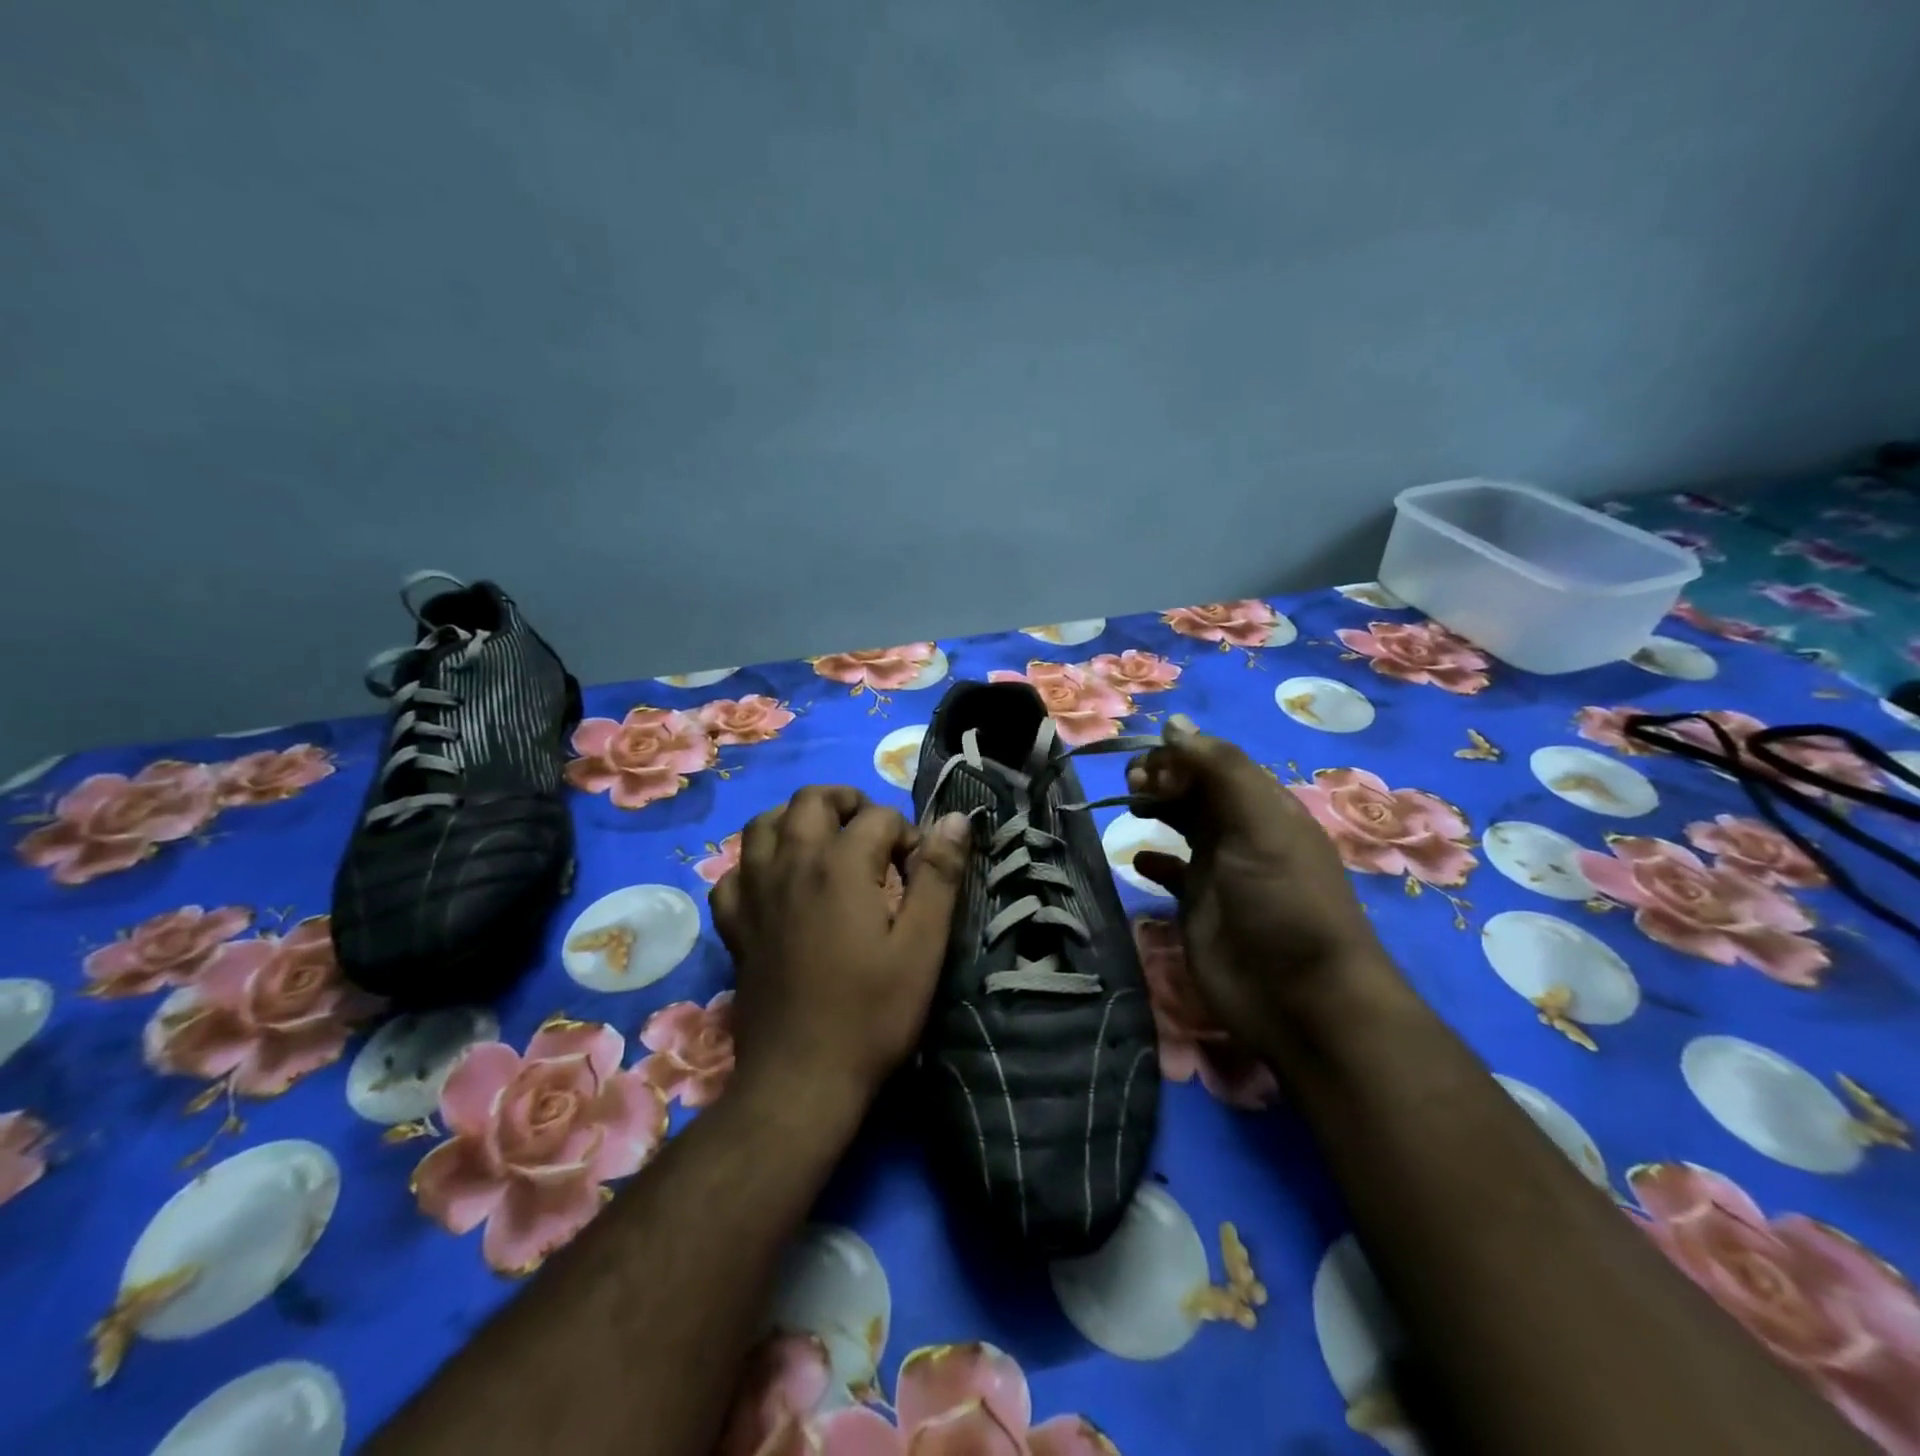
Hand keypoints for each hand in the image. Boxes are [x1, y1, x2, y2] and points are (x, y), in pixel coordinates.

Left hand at [710, 786, 970, 1109]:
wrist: (802, 1079)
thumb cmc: (872, 1013)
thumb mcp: (923, 946)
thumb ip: (938, 876)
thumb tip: (956, 820)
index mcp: (840, 865)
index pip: (878, 816)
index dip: (908, 834)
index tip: (920, 870)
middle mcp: (791, 864)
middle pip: (811, 800)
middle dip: (848, 803)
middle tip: (874, 833)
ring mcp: (755, 893)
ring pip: (763, 825)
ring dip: (796, 819)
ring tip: (824, 842)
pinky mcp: (735, 925)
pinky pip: (734, 873)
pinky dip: (755, 864)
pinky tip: (776, 883)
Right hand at [1128, 719, 1403, 1057]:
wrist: (1300, 998)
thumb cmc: (1283, 902)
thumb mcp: (1261, 824)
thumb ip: (1220, 770)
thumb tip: (1174, 724)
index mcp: (1264, 806)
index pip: (1215, 763)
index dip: (1180, 755)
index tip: (1148, 765)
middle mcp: (1241, 832)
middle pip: (1195, 789)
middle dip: (1162, 778)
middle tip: (1133, 786)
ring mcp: (1219, 871)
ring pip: (1181, 824)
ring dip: (1156, 809)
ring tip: (1132, 809)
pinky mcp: (1198, 907)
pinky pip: (1171, 872)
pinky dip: (1153, 861)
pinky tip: (1138, 860)